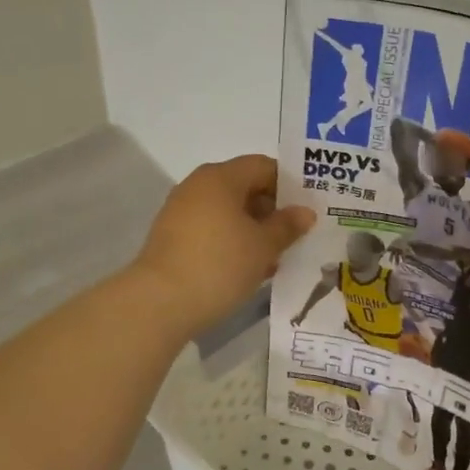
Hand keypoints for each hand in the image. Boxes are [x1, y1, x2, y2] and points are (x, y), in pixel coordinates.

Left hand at [133, 155, 314, 335]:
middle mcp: (198, 186)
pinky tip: (250, 268)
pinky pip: (213, 231)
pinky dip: (233, 243)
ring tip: (278, 256)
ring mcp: (182, 212)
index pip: (263, 166)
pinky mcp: (174, 238)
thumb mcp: (263, 246)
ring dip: (254, 230)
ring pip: (229, 212)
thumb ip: (287, 225)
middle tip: (299, 234)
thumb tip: (305, 212)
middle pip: (245, 188)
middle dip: (273, 210)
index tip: (310, 207)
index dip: (290, 184)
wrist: (159, 303)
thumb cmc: (219, 264)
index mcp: (221, 177)